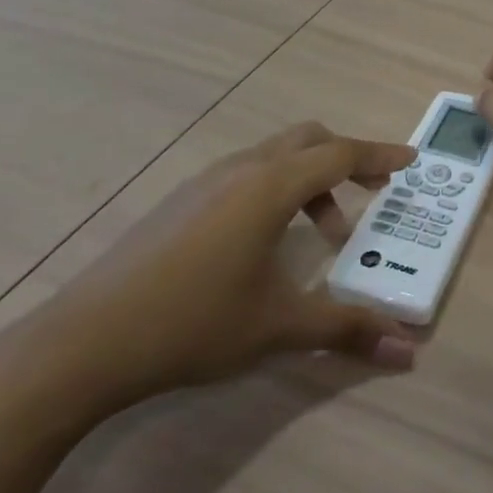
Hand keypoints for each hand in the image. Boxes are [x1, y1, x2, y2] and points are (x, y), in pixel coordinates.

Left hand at [4, 123, 418, 417]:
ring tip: (322, 235)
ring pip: (275, 156)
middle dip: (348, 160)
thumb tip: (407, 353)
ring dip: (310, 181)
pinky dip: (277, 189)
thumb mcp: (279, 327)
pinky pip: (246, 173)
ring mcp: (205, 181)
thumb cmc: (193, 324)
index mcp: (271, 186)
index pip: (341, 154)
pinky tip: (266, 242)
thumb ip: (346, 329)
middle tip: (373, 195)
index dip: (380, 156)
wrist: (82, 343)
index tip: (410, 161)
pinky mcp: (180, 201)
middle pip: (309, 139)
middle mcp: (242, 169)